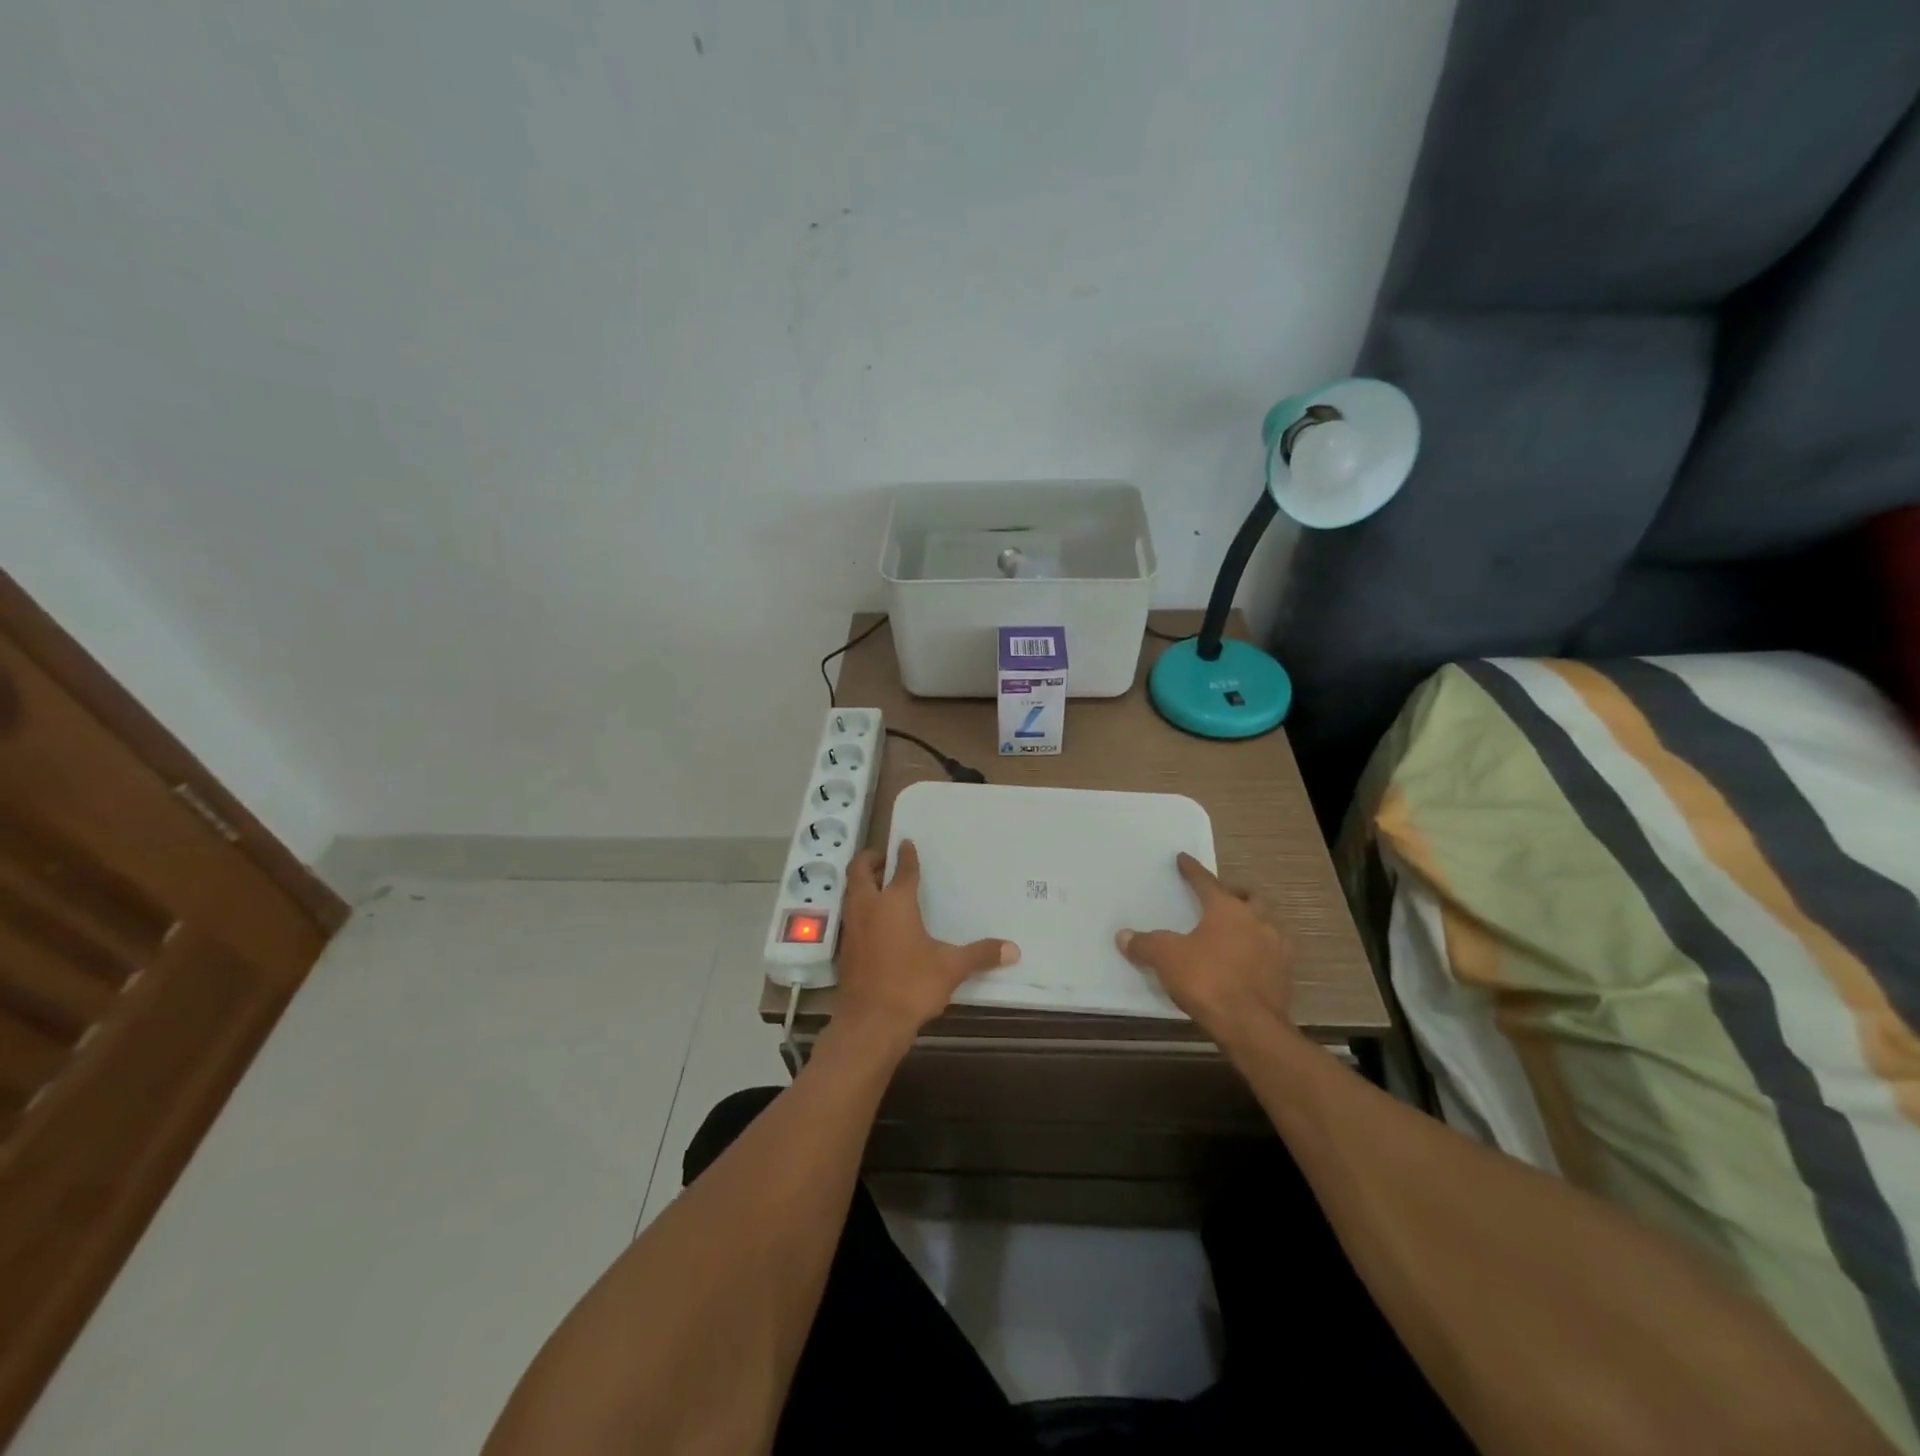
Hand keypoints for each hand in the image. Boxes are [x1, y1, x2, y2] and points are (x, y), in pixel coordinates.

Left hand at [834, 841, 1018, 1048]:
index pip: (902, 869)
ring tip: (878, 885)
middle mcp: (869, 906)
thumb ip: (980, 954)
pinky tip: (873, 922)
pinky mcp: (845, 947)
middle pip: (860, 871)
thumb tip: (1014, 949)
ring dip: (862, 883)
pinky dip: (859, 908)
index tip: (907, 843)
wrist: (870, 1022)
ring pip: (851, 892)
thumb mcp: (951, 968)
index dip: (905, 855)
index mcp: (896, 902)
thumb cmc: (911, 985)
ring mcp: (852, 927)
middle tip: (883, 857)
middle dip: (870, 859)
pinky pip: (850, 915)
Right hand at [1116, 853, 1294, 1049]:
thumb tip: (1123, 935)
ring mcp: (1276, 947)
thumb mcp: (1166, 959)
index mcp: (1227, 909)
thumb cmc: (1207, 980)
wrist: (1251, 1026)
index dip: (1192, 870)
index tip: (1183, 858)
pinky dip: (1260, 951)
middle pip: (1249, 897)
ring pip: (1266, 923)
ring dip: (1252, 922)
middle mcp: (1256, 920)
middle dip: (1235, 894)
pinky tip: (1247, 962)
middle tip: (1220, 898)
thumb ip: (1145, 945)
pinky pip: (1272, 953)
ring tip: (1235, 931)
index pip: (1206, 881)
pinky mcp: (1285, 975)